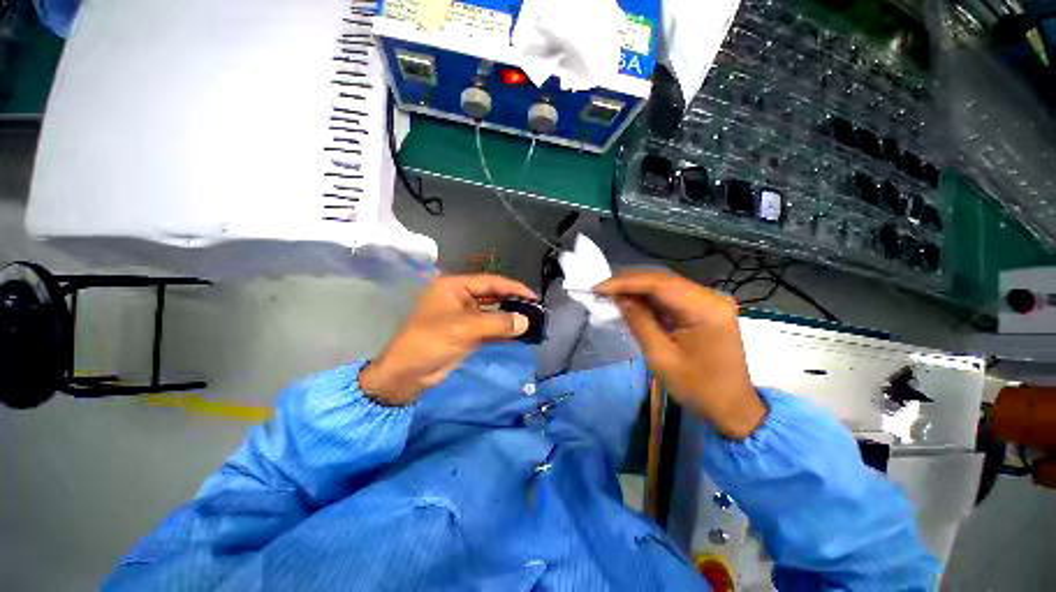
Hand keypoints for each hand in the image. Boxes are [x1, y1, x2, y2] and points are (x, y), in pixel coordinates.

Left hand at [360, 274, 535, 405]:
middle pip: (494, 296)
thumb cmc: (430, 341)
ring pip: (494, 313)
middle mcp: (461, 298)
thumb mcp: (464, 329)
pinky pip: (491, 328)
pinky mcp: (468, 333)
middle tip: (536, 310)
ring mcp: (465, 317)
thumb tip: (526, 321)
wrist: (408, 374)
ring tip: (533, 322)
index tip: (534, 297)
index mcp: (455, 286)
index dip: (513, 288)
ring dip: (511, 318)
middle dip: (514, 303)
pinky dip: (504, 331)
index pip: (491, 282)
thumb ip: (497, 323)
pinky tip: (520, 334)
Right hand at [596, 270, 765, 439]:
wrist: (732, 408)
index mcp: (706, 308)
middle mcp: (711, 297)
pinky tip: (631, 301)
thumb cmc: (698, 388)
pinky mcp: (704, 309)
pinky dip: (649, 299)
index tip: (599, 287)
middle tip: (601, 288)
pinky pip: (671, 297)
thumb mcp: (661, 357)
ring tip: (610, 293)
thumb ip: (639, 322)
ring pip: (665, 286)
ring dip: (637, 289)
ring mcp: (709, 302)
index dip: (625, 282)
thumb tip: (619, 298)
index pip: (659, 283)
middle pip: (663, 280)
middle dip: (628, 283)